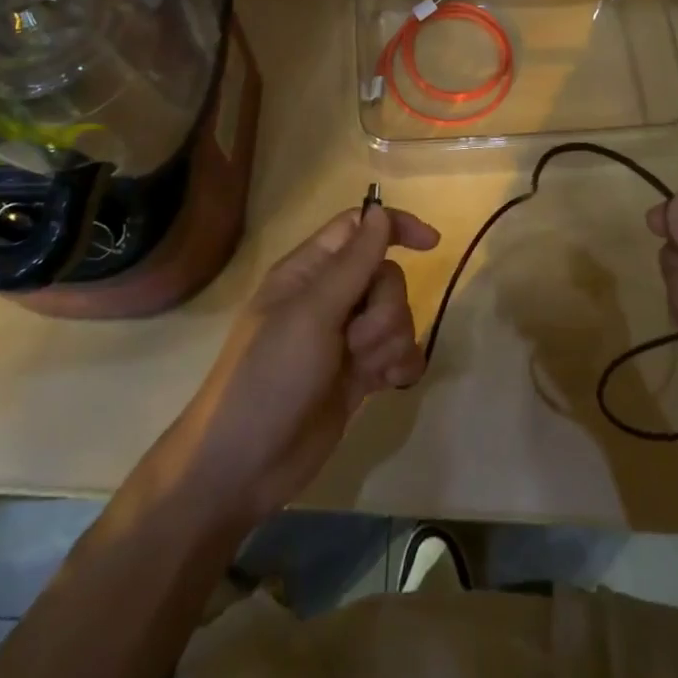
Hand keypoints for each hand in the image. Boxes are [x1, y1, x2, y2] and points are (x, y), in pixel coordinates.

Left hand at [160, 204, 438, 530]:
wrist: (245, 466)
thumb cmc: (269, 376)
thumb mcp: (311, 314)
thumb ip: (352, 263)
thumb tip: (380, 211)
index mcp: (309, 271)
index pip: (359, 227)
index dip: (395, 227)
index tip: (432, 244)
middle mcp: (329, 297)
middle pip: (385, 276)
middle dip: (386, 307)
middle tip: (357, 340)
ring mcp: (345, 338)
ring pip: (396, 315)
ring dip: (391, 340)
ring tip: (365, 370)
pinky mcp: (359, 375)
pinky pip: (399, 353)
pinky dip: (401, 365)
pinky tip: (389, 385)